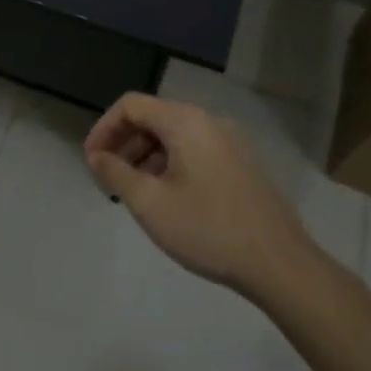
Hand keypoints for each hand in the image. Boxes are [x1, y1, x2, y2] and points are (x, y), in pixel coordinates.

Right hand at [84, 93, 314, 299]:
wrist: (280, 264)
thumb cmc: (208, 229)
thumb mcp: (150, 203)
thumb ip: (116, 173)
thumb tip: (96, 156)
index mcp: (185, 121)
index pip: (131, 105)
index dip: (104, 128)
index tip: (91, 161)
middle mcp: (208, 120)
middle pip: (154, 117)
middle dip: (124, 143)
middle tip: (108, 178)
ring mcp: (229, 141)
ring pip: (175, 135)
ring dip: (146, 155)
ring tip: (133, 191)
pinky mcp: (242, 163)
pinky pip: (195, 149)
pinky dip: (171, 163)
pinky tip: (167, 197)